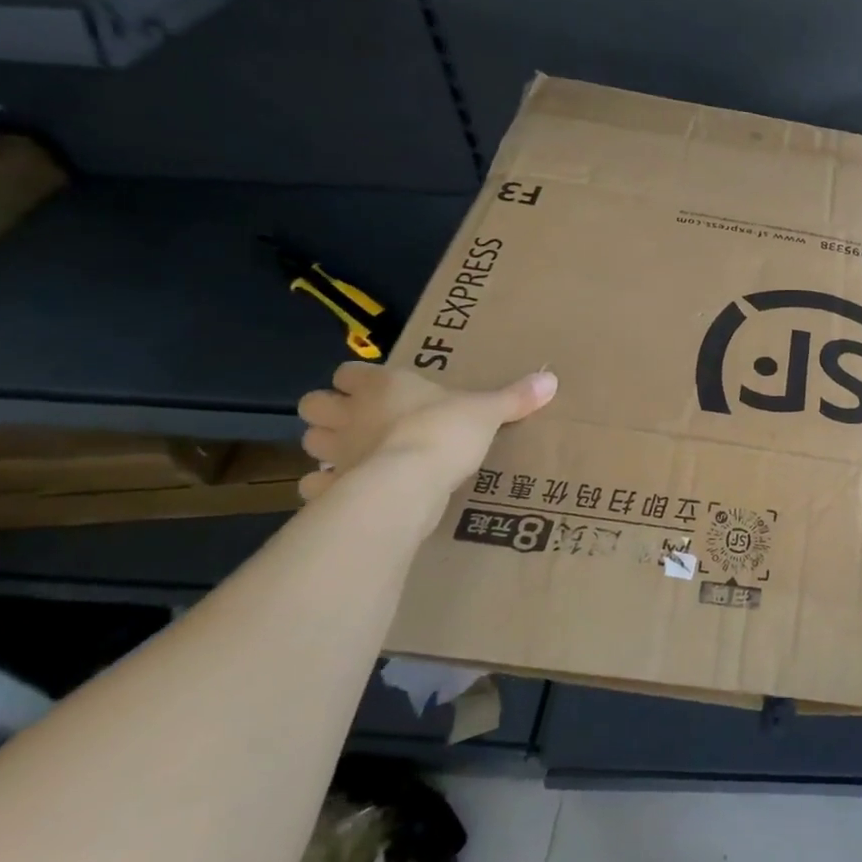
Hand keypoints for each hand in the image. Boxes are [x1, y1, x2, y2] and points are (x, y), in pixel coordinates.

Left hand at [296, 362, 557, 505]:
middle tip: (358, 422)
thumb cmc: (444, 432)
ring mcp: (336, 452)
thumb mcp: (487, 411)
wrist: (410, 482)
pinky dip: (326, 487)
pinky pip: (315, 485)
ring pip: (310, 442)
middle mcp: (350, 414)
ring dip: (326, 447)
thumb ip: (515, 397)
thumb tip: (551, 379)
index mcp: (382, 386)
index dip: (356, 379)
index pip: (349, 372)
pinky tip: (348, 490)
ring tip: (354, 455)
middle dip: (330, 411)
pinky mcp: (332, 488)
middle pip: (314, 404)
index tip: (375, 388)